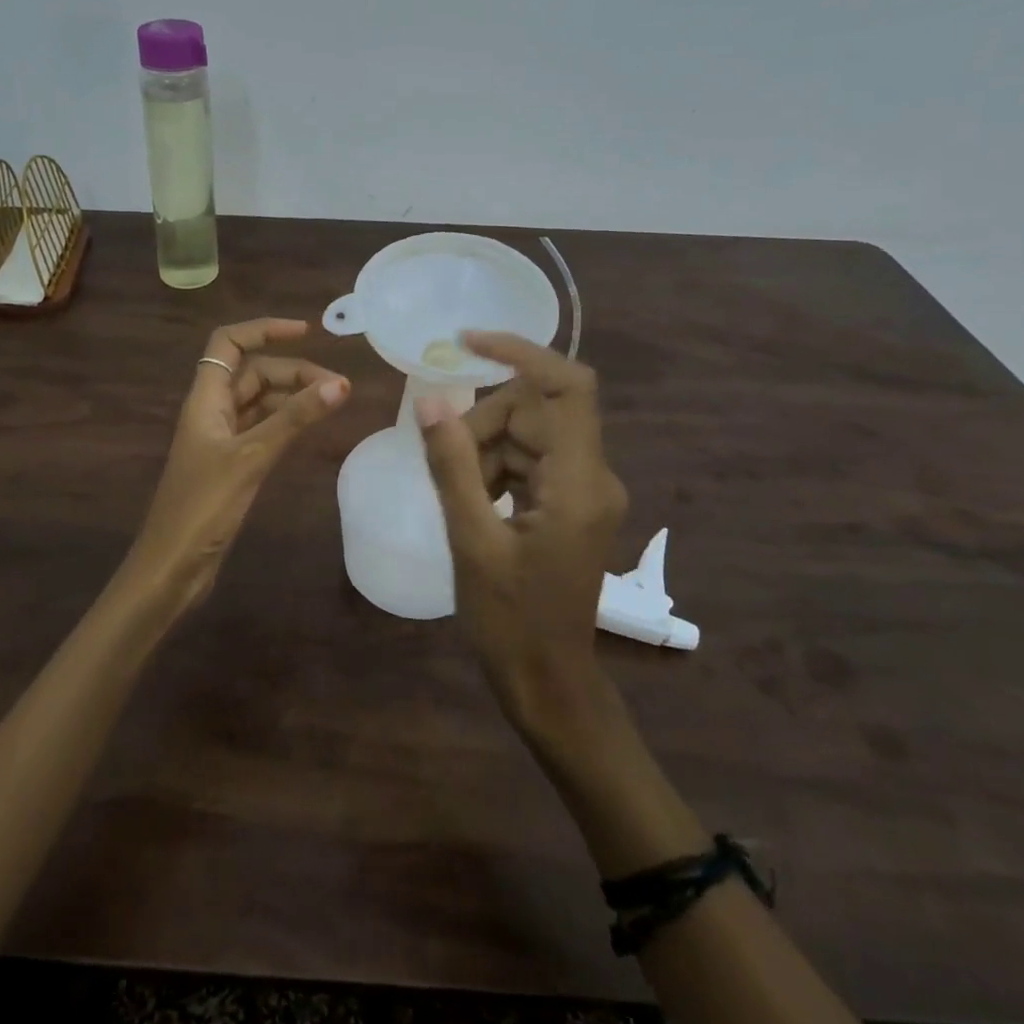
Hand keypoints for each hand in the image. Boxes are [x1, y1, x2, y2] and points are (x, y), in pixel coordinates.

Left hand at [126, 317, 349, 611]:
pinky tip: (309, 429)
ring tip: (333, 403)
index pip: (229, 344)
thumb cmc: (203, 507)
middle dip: (293, 371)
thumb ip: (294, 419)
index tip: (306, 332)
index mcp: (205, 399)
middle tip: (337, 387)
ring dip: (292, 397)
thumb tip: (339, 384)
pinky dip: (285, 423)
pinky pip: (261, 429)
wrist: (171, 566)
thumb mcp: (251, 457)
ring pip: (259, 402)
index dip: (264, 330)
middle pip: (252, 373)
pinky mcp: (230, 465)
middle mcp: (211, 412)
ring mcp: (220, 439)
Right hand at [417, 331, 627, 721]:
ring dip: (486, 451)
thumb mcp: (471, 540)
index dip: (522, 352)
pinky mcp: (572, 504)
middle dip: (485, 423)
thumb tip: (430, 400)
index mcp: (579, 482)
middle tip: (443, 461)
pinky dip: (496, 469)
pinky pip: (531, 462)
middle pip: (537, 410)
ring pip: (529, 435)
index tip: (467, 341)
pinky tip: (473, 503)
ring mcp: (585, 490)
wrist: (547, 682)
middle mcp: (593, 475)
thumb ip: (451, 465)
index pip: (568, 386)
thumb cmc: (509, 620)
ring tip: (458, 496)